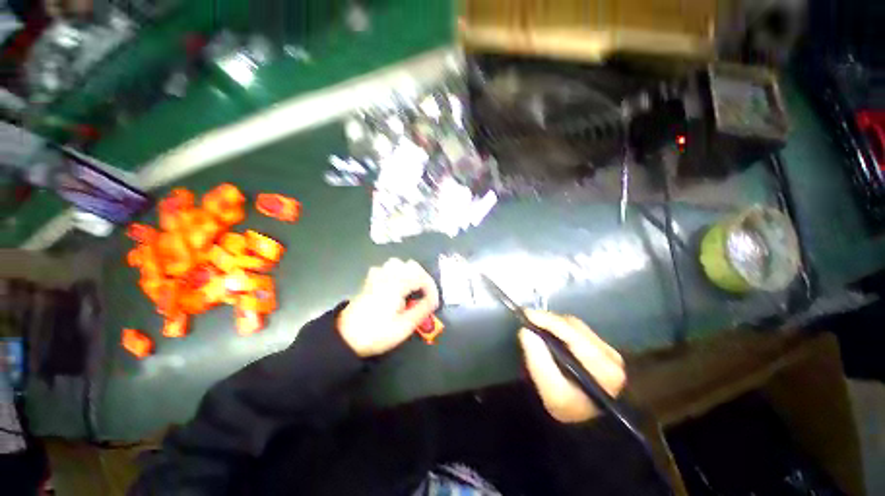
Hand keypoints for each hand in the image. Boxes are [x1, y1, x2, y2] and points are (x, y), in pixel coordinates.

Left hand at [338, 258, 439, 357]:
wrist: (345, 338)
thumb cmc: (377, 333)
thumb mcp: (403, 327)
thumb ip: (421, 311)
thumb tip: (433, 301)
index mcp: (397, 286)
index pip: (421, 278)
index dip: (431, 288)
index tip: (433, 303)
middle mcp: (387, 277)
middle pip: (410, 265)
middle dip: (422, 277)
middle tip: (425, 293)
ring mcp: (376, 277)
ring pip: (397, 263)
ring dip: (408, 272)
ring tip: (412, 287)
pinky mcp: (369, 282)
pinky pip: (384, 268)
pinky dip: (394, 273)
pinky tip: (394, 286)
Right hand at [518, 310, 625, 422]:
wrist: (586, 424)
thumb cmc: (569, 411)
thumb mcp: (551, 393)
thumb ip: (538, 361)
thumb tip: (526, 331)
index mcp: (605, 369)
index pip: (573, 335)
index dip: (548, 321)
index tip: (527, 314)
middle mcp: (612, 356)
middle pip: (574, 326)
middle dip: (549, 321)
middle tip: (528, 319)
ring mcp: (609, 351)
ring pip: (575, 326)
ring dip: (553, 324)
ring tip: (536, 325)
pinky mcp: (602, 349)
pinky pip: (576, 330)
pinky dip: (559, 329)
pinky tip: (549, 333)